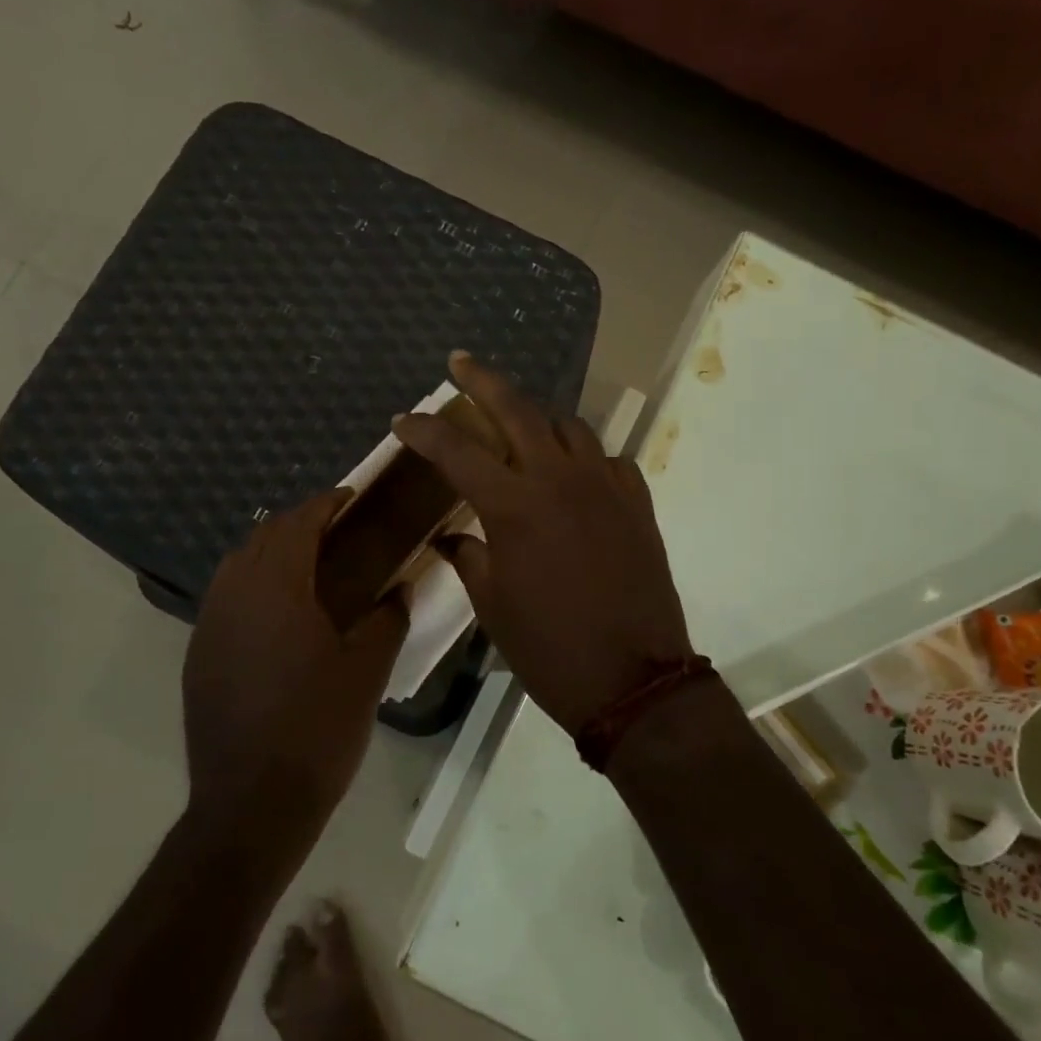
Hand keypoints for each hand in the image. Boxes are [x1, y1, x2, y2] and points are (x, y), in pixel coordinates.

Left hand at [183, 489, 408, 839]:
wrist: (252, 803)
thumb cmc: (318, 730)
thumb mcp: (366, 672)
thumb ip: (386, 620)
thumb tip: (399, 590)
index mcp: (277, 590)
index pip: (297, 524)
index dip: (324, 503)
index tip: (349, 498)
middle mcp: (234, 596)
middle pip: (262, 537)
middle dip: (298, 524)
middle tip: (337, 532)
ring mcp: (209, 626)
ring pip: (237, 565)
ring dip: (271, 552)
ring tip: (309, 568)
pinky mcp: (199, 655)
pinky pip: (225, 598)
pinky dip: (253, 585)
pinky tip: (280, 614)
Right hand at [393, 353, 693, 734]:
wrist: (632, 678)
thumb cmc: (549, 647)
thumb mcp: (492, 606)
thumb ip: (469, 558)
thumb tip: (454, 536)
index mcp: (513, 505)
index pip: (457, 450)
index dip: (425, 431)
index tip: (403, 420)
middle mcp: (559, 479)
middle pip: (518, 408)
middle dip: (483, 380)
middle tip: (460, 362)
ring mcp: (605, 485)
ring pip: (569, 426)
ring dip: (538, 416)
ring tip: (518, 422)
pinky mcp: (638, 502)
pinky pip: (608, 459)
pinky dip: (584, 457)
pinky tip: (574, 474)